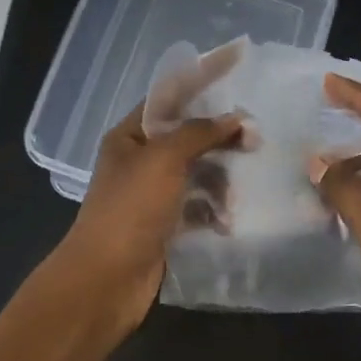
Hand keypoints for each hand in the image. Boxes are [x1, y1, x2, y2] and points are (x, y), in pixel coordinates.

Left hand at [56, 104, 243, 332]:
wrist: (106, 280)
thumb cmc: (131, 209)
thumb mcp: (164, 160)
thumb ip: (199, 133)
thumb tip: (235, 118)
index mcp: (129, 137)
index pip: (168, 100)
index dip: (201, 86)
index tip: (237, 79)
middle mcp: (139, 162)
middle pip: (187, 138)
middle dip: (219, 141)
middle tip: (255, 143)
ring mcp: (151, 195)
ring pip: (196, 174)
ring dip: (219, 183)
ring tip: (232, 201)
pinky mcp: (164, 226)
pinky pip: (196, 208)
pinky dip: (212, 212)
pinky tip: (225, 223)